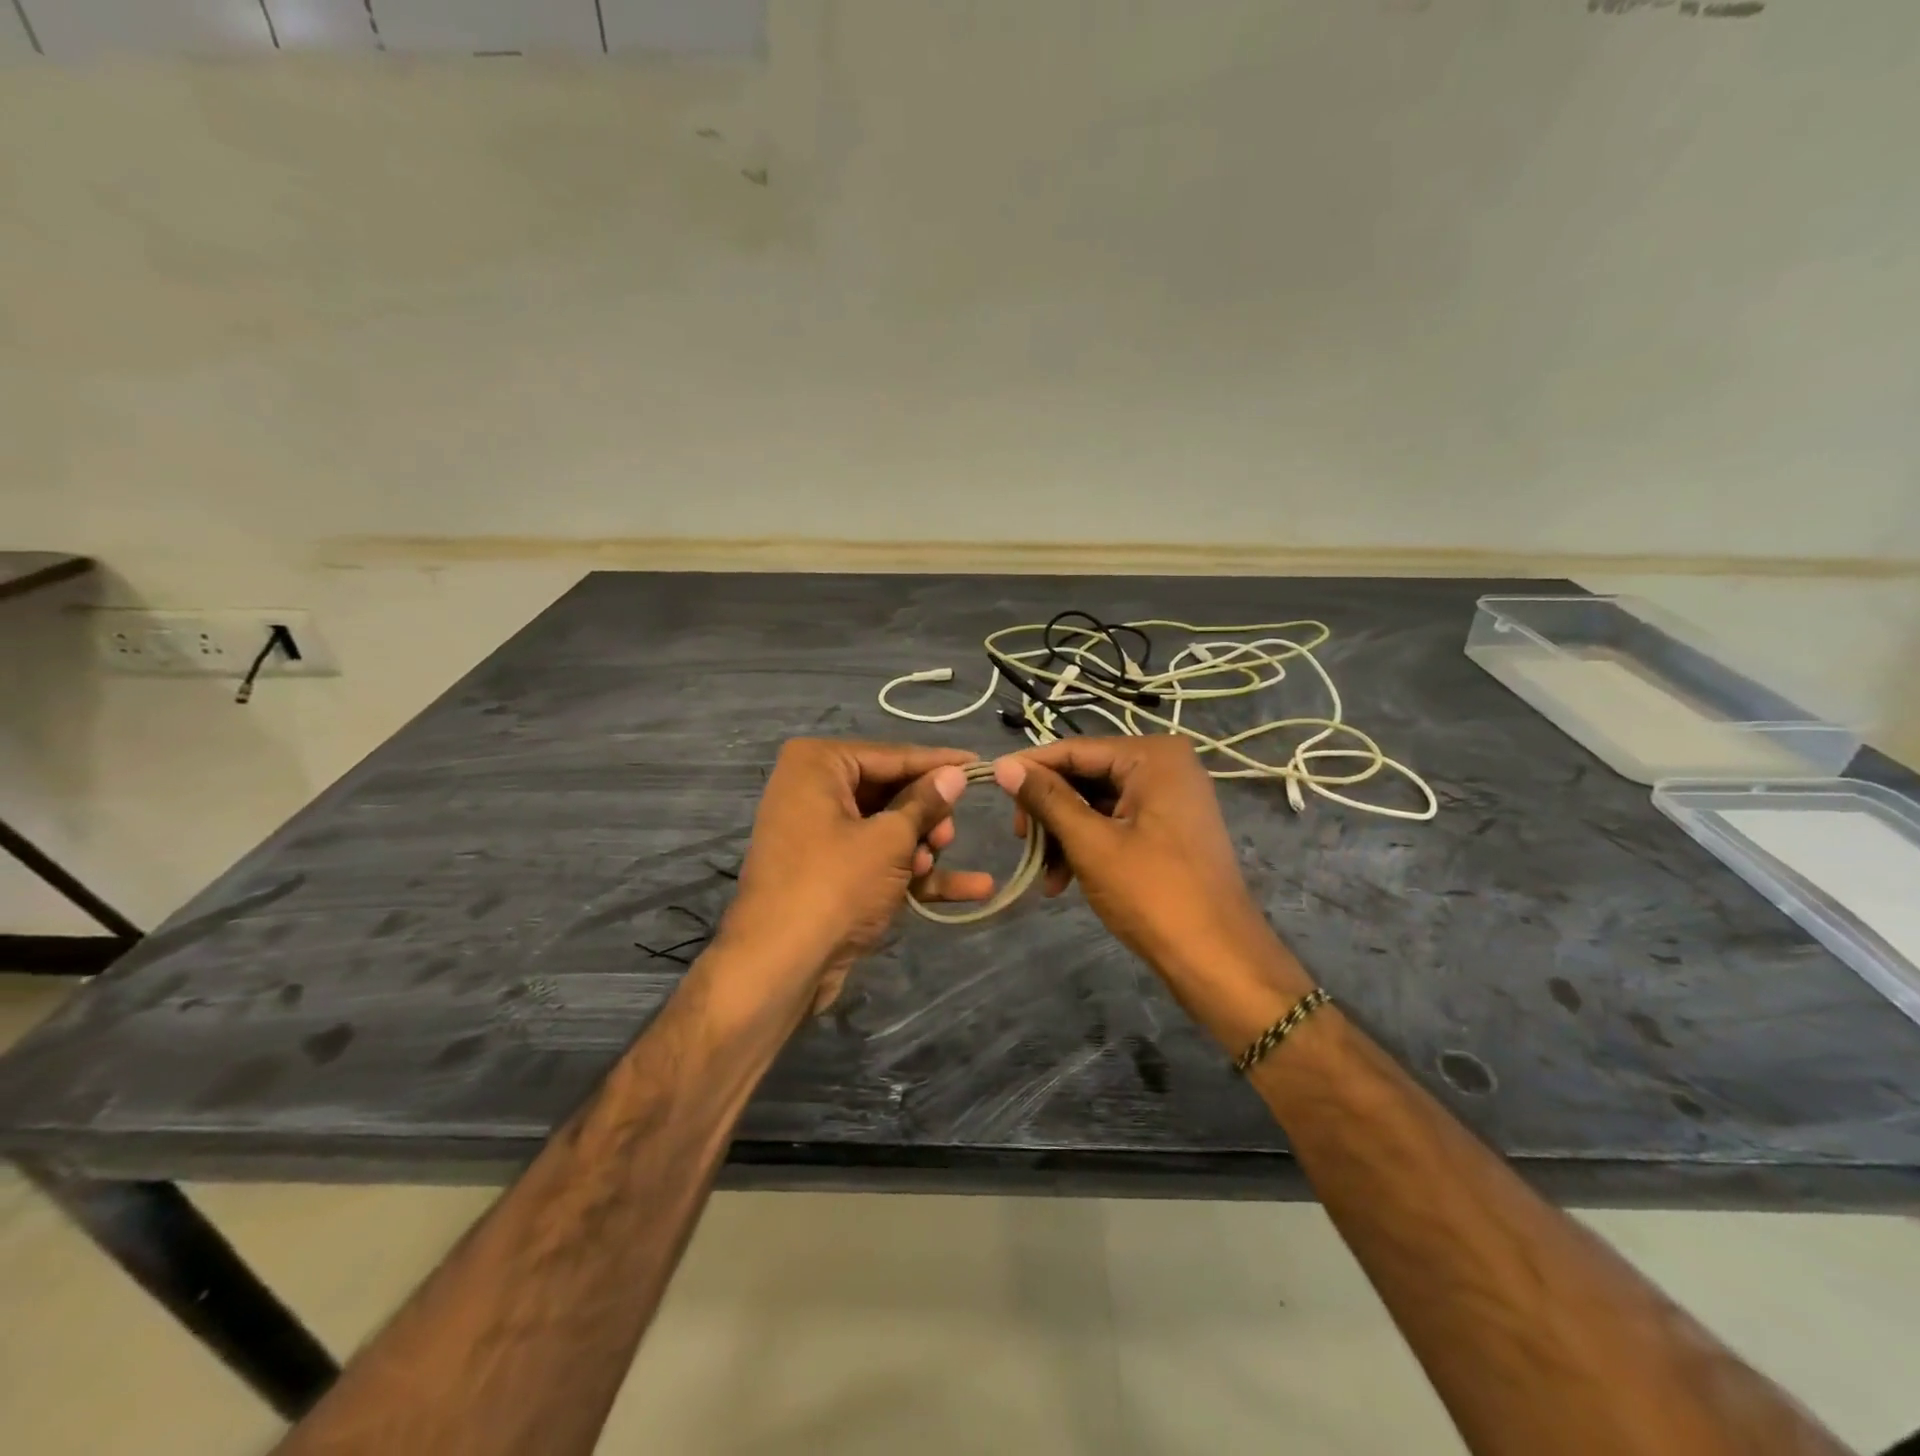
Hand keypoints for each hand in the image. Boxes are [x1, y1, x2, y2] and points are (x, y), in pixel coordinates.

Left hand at [717, 739, 993, 1018]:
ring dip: (921, 848)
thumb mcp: (888, 840)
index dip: (939, 764)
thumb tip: (956, 774)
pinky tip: (973, 887)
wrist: (778, 968)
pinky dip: (916, 875)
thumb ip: (925, 803)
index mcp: (818, 765)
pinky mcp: (830, 875)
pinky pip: (880, 861)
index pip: (892, 756)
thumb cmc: (834, 885)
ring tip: (934, 864)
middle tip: (948, 836)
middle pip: (891, 792)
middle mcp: (814, 791)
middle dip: (928, 816)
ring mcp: (821, 836)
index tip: (980, 764)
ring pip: (888, 829)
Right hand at [992, 736, 1311, 1048]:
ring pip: (1096, 803)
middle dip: (1049, 811)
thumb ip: (1046, 799)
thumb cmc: (1153, 894)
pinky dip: (1088, 847)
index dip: (1029, 768)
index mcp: (1153, 755)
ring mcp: (1170, 798)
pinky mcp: (1169, 828)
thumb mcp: (1091, 843)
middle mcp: (1165, 765)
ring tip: (1045, 875)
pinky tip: (1064, 881)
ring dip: (1064, 836)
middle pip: (1085, 776)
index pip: (1075, 749)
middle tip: (1021, 841)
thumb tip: (1003, 765)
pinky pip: (1115, 823)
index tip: (989, 784)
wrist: (1218, 959)